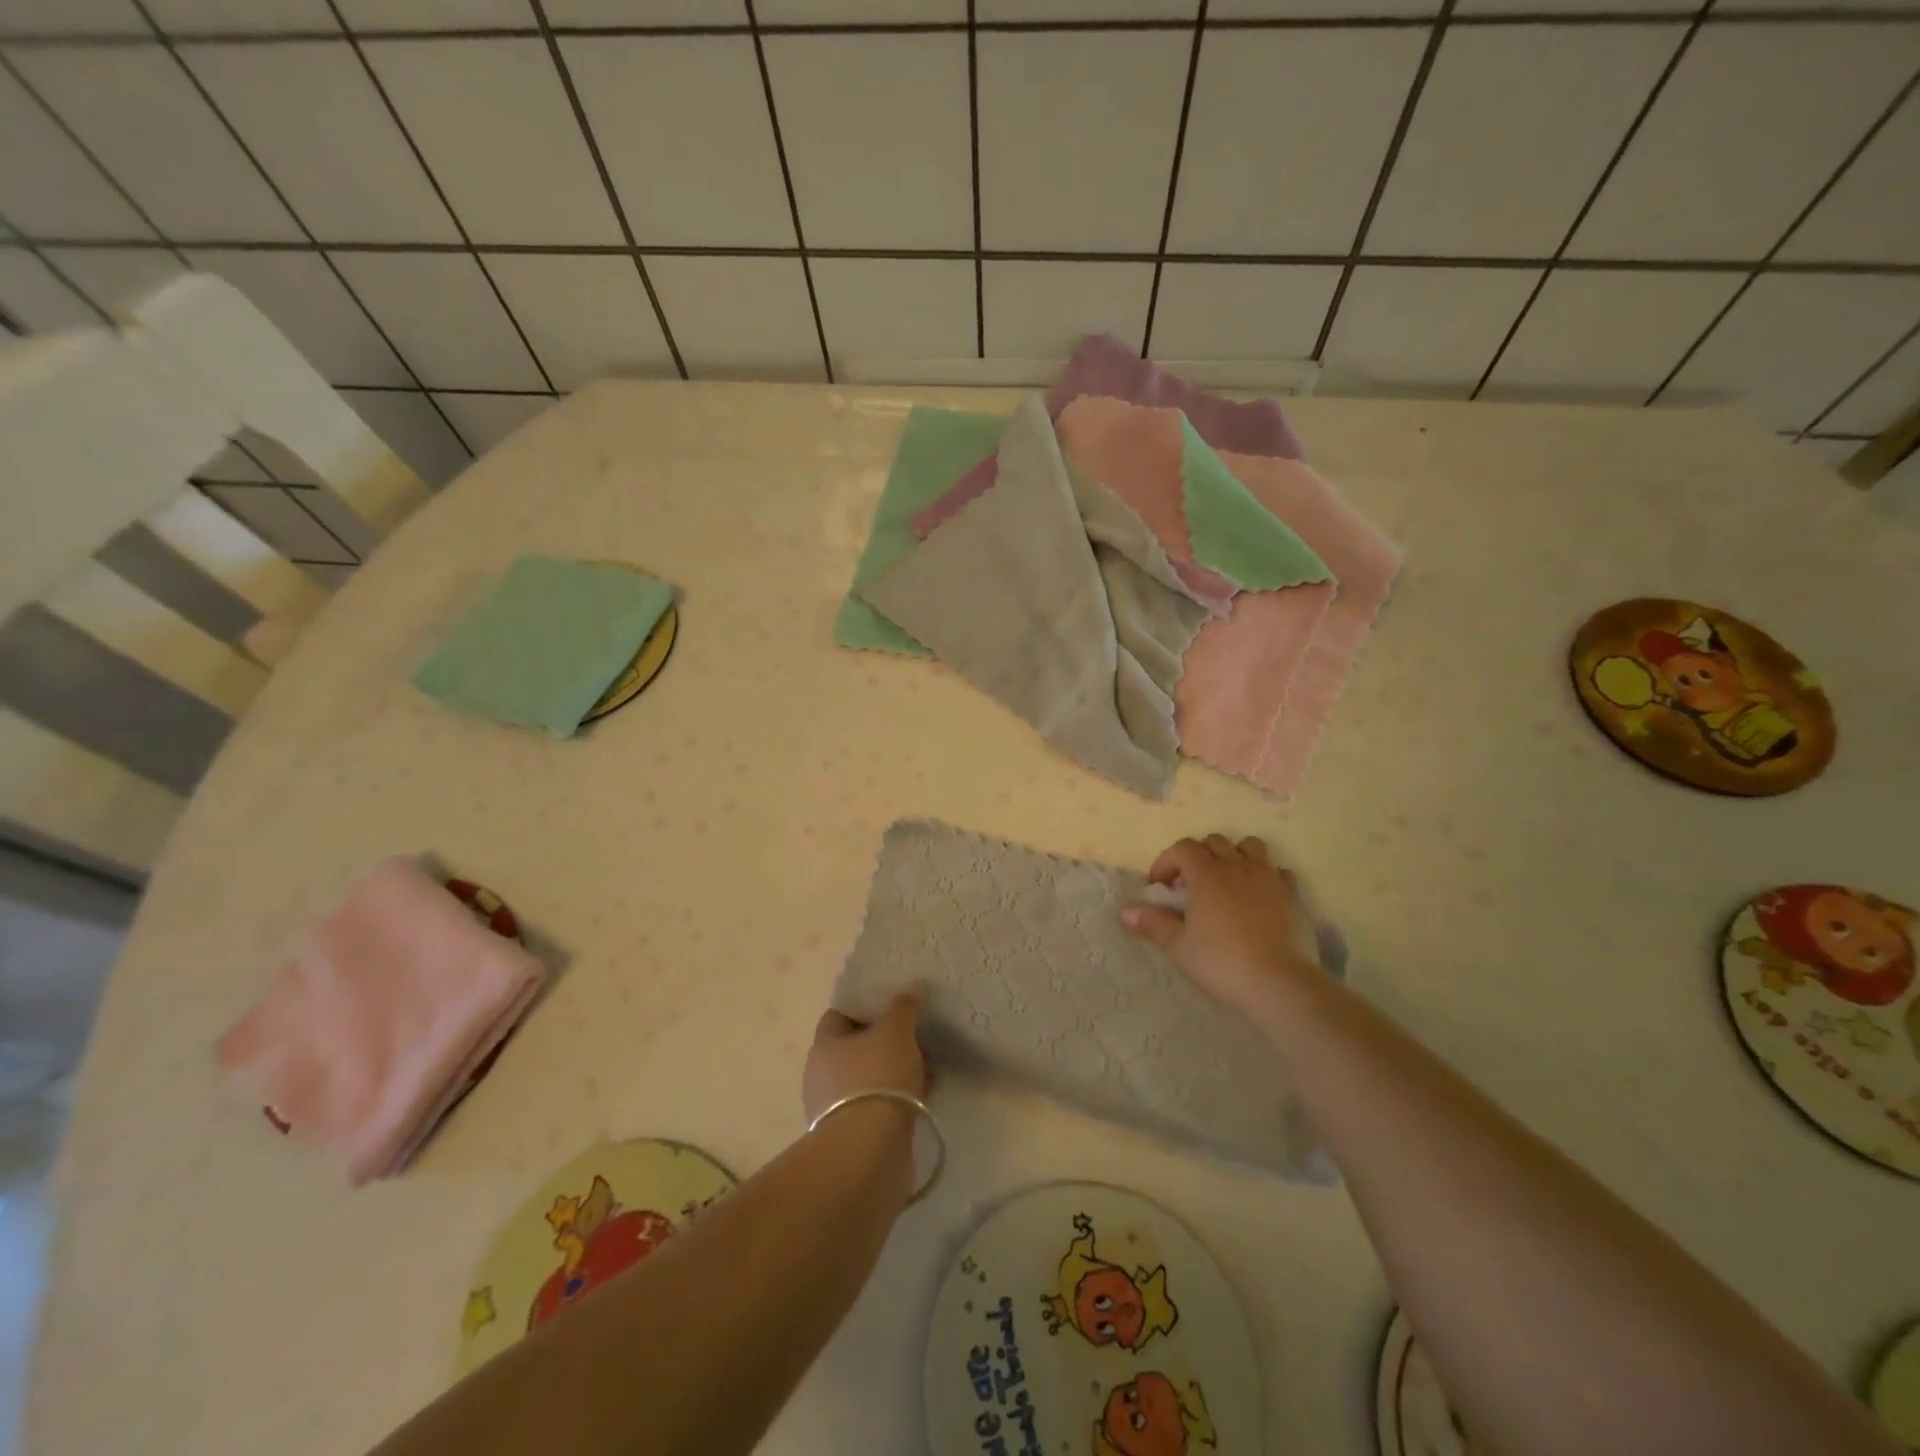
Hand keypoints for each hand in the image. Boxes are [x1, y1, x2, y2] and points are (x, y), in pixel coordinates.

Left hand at [802, 991, 927, 1122]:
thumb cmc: (877, 1078)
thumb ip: (903, 1007)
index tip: (891, 1004)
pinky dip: (897, 1096)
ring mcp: (835, 1108)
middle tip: (914, 1033)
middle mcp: (822, 1075)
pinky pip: (877, 1103)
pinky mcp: (853, 1134)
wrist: (869, 1150)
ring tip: (927, 1064)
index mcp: (824, 1045)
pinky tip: (924, 1092)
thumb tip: (912, 987)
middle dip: (885, 1040)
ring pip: (869, 1077)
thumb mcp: (895, 1032)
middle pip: (856, 1047)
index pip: (839, 1014)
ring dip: (894, 1070)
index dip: (864, 1006)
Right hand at [1121, 835, 1321, 1019]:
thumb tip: (1125, 912)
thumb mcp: (1178, 947)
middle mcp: (1237, 866)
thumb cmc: (1222, 961)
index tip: (1159, 886)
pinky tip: (1259, 895)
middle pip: (1214, 842)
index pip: (1183, 848)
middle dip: (1198, 856)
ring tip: (1227, 880)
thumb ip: (1153, 924)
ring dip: (1234, 855)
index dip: (1167, 861)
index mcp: (1207, 874)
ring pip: (1250, 846)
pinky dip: (1265, 875)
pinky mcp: (1293, 895)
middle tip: (1189, 884)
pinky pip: (1278, 871)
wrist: (1279, 983)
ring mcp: (1269, 878)